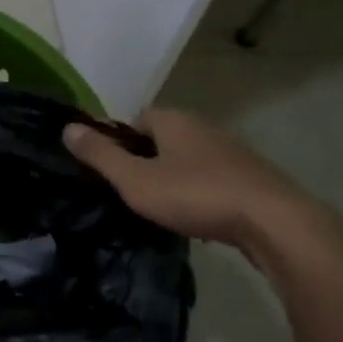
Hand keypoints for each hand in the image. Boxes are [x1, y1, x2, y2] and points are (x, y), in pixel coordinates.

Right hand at [63, 109, 320, 255]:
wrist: (275, 223)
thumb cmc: (196, 195)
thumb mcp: (135, 180)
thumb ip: (100, 155)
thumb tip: (67, 127)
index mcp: (173, 120)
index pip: (135, 118)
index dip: (118, 141)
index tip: (108, 169)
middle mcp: (203, 126)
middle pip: (162, 138)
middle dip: (145, 159)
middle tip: (130, 190)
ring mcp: (232, 151)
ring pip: (189, 159)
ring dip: (173, 177)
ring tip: (160, 207)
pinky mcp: (252, 177)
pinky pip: (212, 178)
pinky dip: (199, 192)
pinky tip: (196, 216)